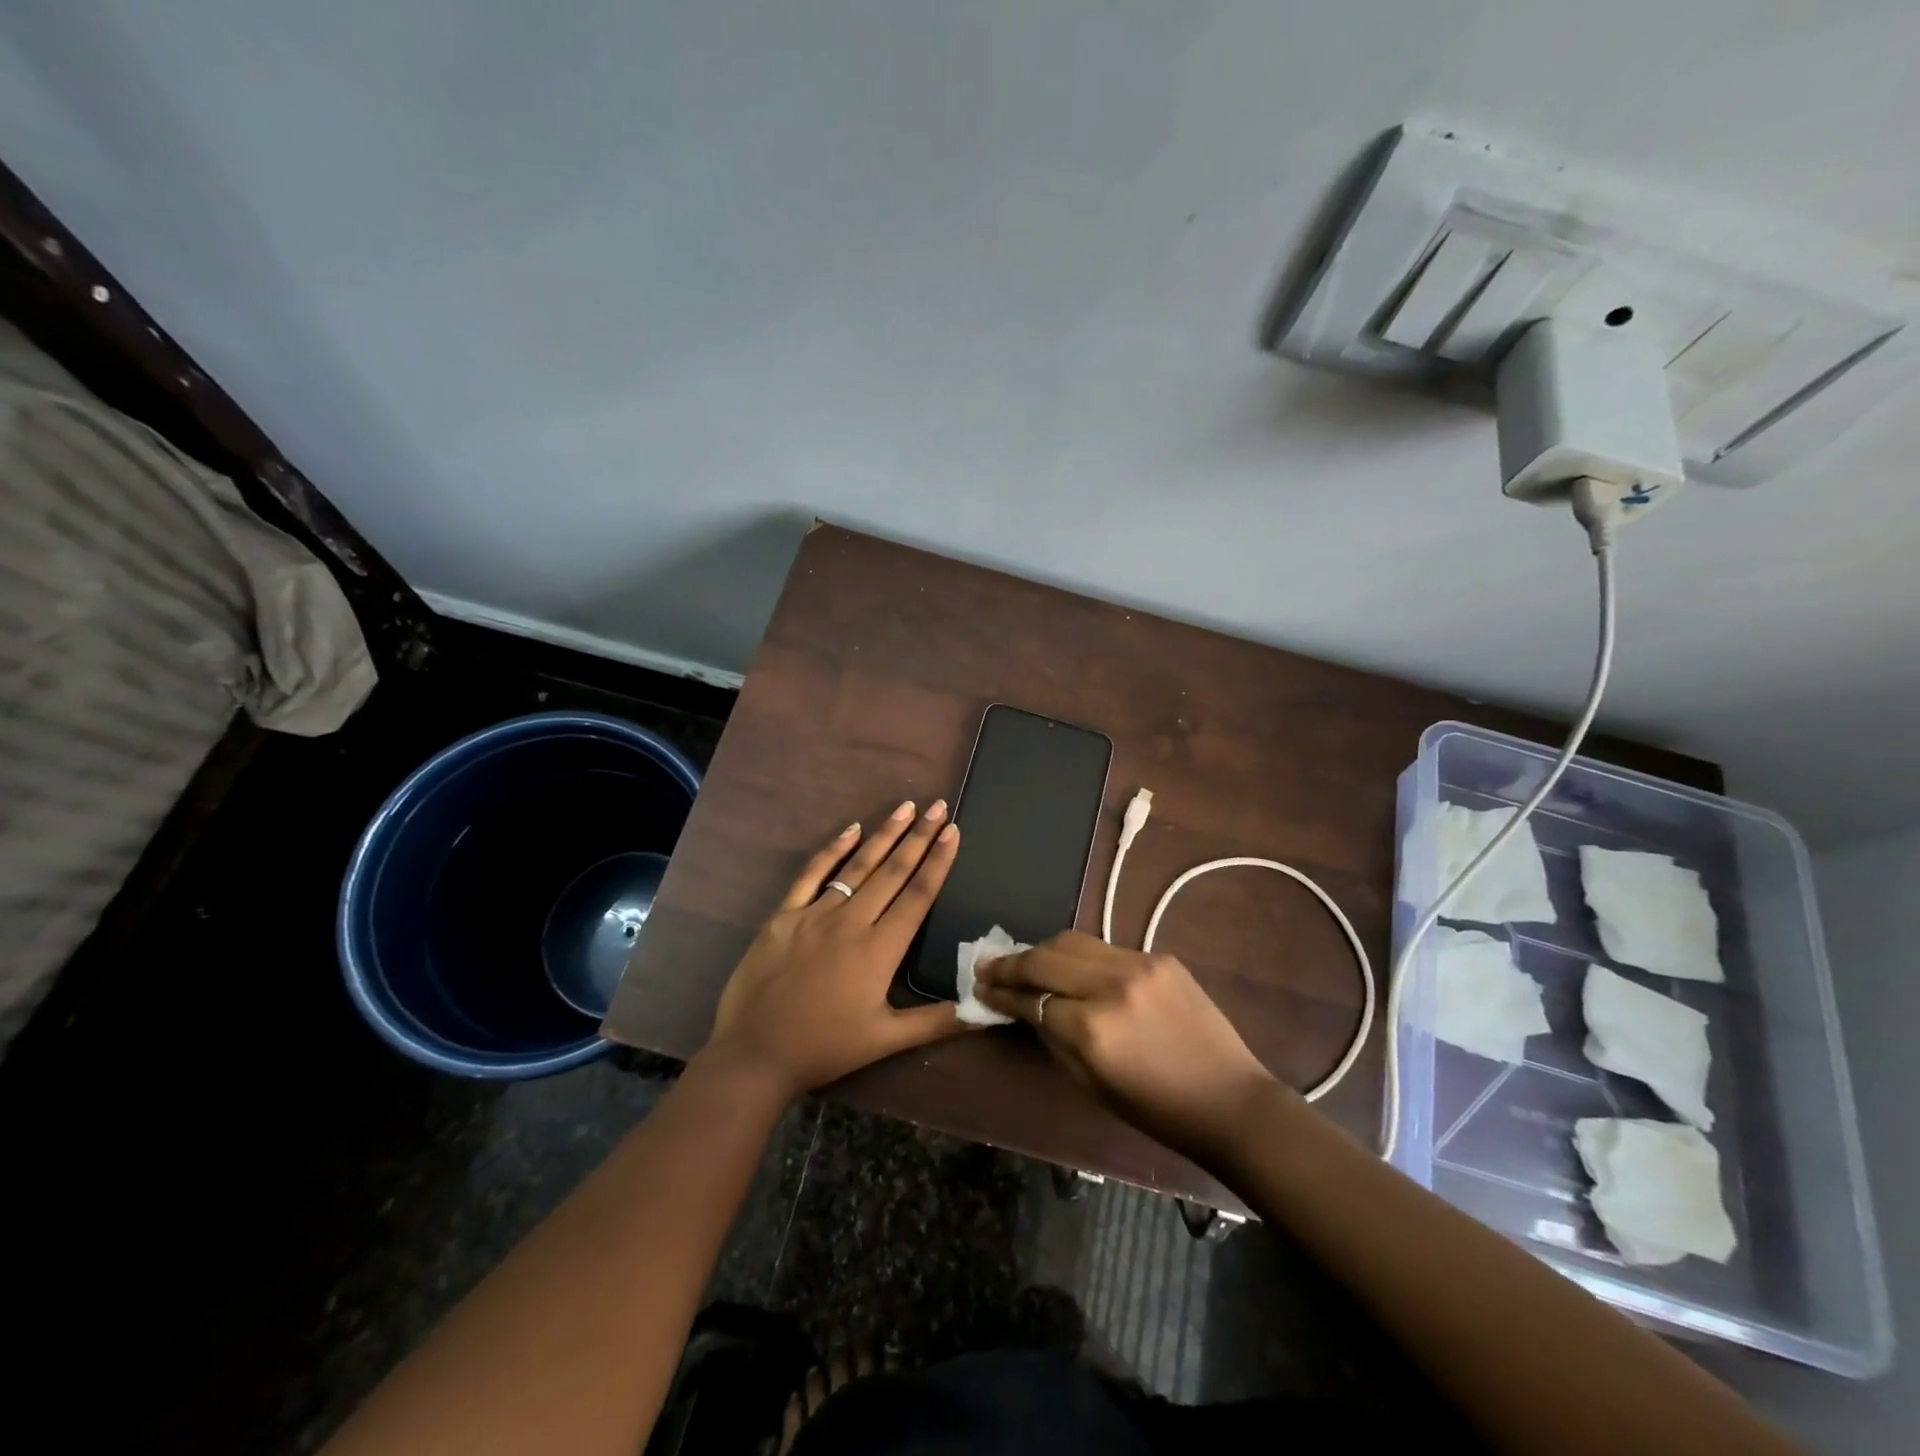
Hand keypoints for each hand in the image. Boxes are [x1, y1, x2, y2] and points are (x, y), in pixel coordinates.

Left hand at [704, 800, 972, 1099]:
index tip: (953, 831)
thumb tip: (986, 1009)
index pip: (918, 895)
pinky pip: (812, 875)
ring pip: (857, 866)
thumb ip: (937, 1022)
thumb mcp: (886, 1040)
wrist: (754, 1054)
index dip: (938, 861)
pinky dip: (832, 850)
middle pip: (892, 871)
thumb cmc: (825, 1048)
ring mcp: (814, 914)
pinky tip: (851, 829)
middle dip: (919, 836)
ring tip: (906, 807)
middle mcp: (851, 922)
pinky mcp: (784, 915)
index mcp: (879, 949)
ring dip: (884, 835)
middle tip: (938, 806)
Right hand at [974, 931, 1278, 1164]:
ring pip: (1073, 941)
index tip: (980, 987)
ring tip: (1024, 960)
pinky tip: (1073, 967)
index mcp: (1092, 1029)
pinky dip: (1082, 956)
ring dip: (1043, 950)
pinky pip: (1107, 949)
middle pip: (1045, 957)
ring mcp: (1139, 964)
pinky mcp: (1160, 957)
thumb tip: (1024, 1007)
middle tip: (988, 966)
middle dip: (1011, 962)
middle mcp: (1111, 986)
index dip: (1001, 992)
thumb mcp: (1090, 1083)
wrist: (1229, 1099)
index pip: (1031, 997)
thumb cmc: (1155, 1109)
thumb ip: (1052, 1038)